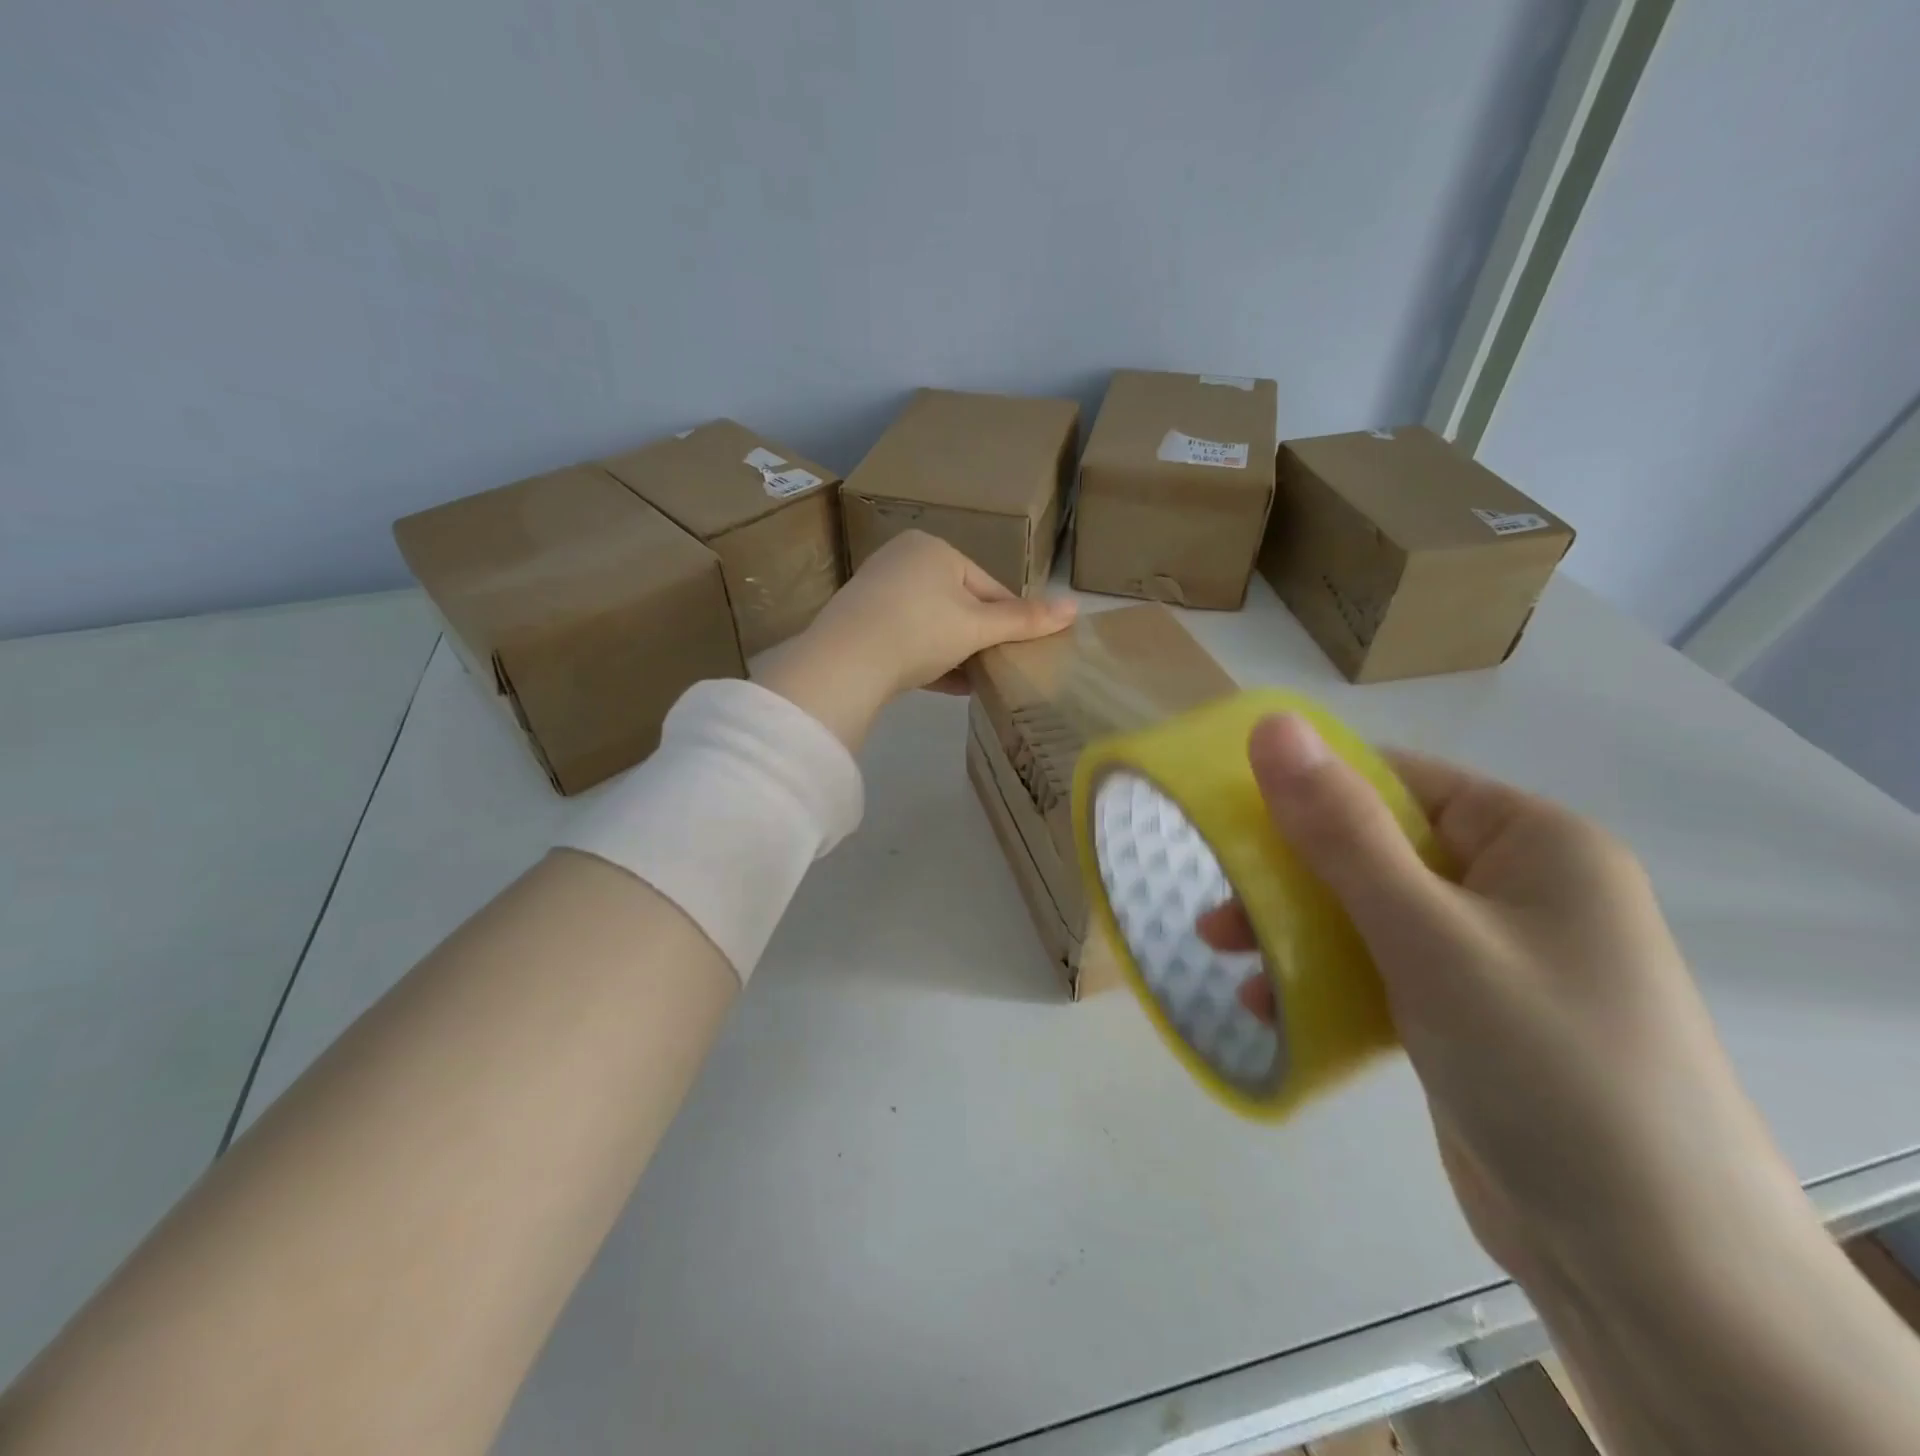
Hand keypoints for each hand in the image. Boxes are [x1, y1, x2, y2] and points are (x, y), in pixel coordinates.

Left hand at [759, 531, 1075, 749]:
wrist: (844, 662)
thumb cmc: (920, 630)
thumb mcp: (977, 627)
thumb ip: (1024, 619)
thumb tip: (1076, 605)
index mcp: (934, 549)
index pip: (987, 585)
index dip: (1009, 620)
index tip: (1024, 651)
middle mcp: (903, 560)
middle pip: (958, 604)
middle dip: (979, 639)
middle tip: (997, 669)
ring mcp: (876, 591)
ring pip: (931, 624)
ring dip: (955, 653)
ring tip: (976, 681)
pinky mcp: (859, 622)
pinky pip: (905, 638)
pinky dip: (927, 659)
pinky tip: (947, 685)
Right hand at [1196, 714, 1798, 1288]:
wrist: (1651, 1269)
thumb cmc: (1542, 1064)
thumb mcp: (1426, 935)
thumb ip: (1341, 831)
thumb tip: (1272, 726)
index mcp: (1532, 842)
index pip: (1397, 781)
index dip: (1309, 789)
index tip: (1228, 817)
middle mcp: (1519, 887)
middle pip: (1375, 850)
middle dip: (1289, 877)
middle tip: (1217, 906)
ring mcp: (1495, 955)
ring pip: (1369, 913)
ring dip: (1296, 930)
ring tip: (1227, 955)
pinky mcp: (1470, 1015)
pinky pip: (1383, 970)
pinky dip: (1327, 980)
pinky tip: (1274, 1008)